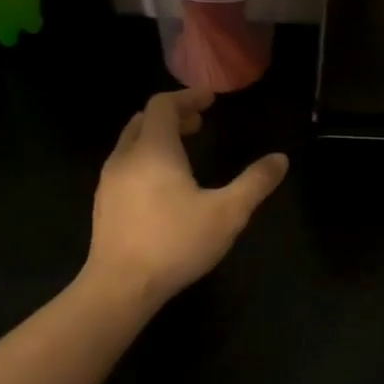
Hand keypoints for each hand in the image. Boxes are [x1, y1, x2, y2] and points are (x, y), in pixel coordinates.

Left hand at [85, 87, 288, 308]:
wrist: (120, 287)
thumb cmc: (175, 243)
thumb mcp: (227, 213)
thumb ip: (255, 183)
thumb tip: (280, 159)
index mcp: (154, 150)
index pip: (163, 105)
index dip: (188, 97)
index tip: (210, 99)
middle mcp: (126, 157)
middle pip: (144, 120)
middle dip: (172, 116)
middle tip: (199, 123)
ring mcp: (109, 181)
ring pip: (131, 144)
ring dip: (157, 138)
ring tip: (184, 152)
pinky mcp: (103, 204)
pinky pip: (124, 166)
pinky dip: (145, 159)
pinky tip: (161, 186)